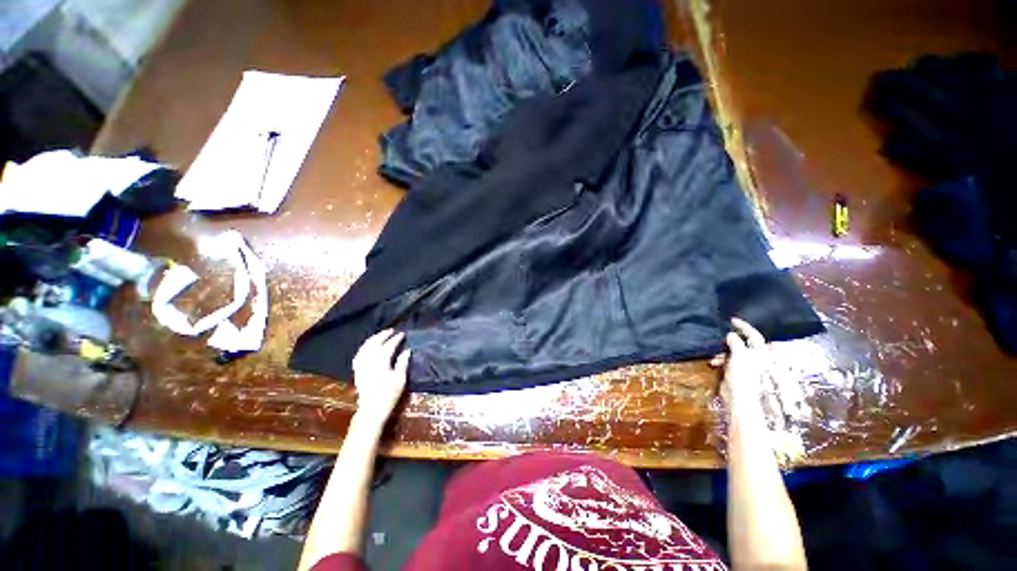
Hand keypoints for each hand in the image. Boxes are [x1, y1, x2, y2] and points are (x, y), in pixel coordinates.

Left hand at [351, 329, 409, 428]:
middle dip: (383, 335)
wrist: (371, 409)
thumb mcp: (400, 379)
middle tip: (392, 330)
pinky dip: (365, 347)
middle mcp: (369, 360)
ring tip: (381, 334)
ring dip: (374, 338)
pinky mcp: (357, 370)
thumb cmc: (389, 395)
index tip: (402, 334)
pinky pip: (359, 353)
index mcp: (381, 362)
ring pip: (365, 346)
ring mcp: (361, 365)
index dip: (396, 339)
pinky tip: (369, 346)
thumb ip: (403, 362)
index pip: (389, 345)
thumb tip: (407, 350)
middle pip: (375, 342)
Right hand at [714, 318, 767, 405]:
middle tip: (719, 340)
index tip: (732, 320)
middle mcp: (753, 357)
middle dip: (728, 341)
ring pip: (731, 351)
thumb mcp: (739, 356)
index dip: (744, 326)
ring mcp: (744, 364)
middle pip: (741, 343)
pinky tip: (714, 363)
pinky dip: (719, 359)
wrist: (738, 398)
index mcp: (759, 353)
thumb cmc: (743, 376)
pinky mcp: (735, 370)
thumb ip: (735, 342)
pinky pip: (726, 359)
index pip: (753, 335)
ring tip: (715, 357)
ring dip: (721, 352)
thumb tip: (731, 334)